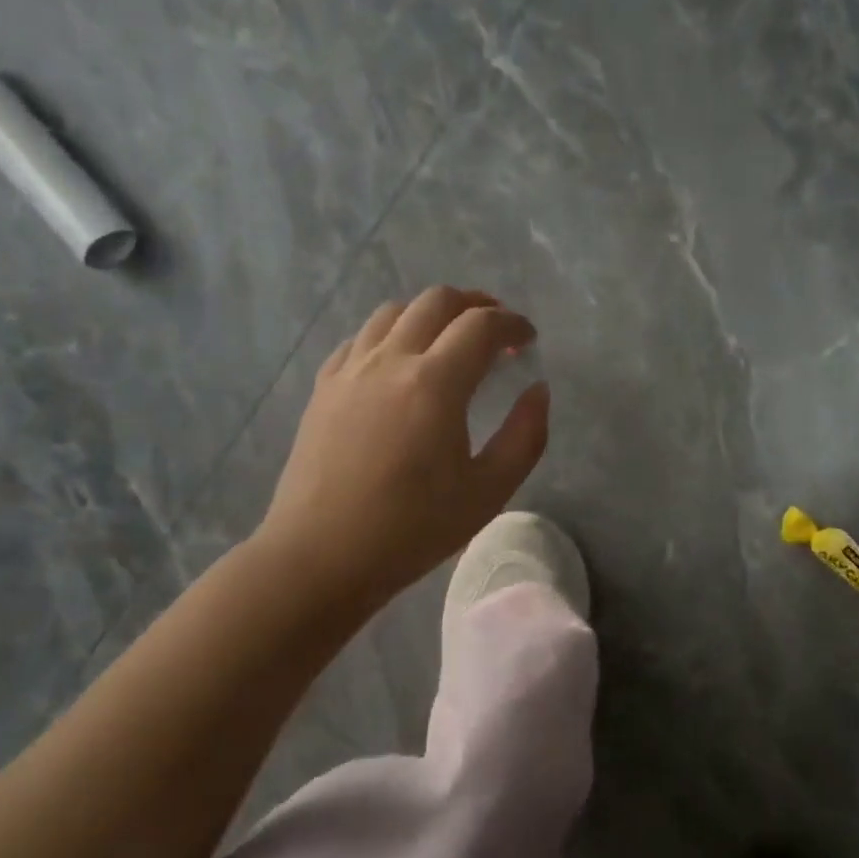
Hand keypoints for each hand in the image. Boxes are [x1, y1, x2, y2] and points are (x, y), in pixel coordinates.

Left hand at [256, 287, 549, 622]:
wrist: (321, 556)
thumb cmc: (412, 529)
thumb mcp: (489, 492)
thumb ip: (525, 435)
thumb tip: (538, 391)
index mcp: (435, 383)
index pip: (482, 325)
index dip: (513, 323)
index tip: (528, 339)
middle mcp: (390, 360)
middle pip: (437, 300)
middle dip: (475, 304)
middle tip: (496, 329)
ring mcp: (351, 370)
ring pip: (394, 311)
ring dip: (431, 313)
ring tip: (449, 339)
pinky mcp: (324, 386)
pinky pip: (361, 338)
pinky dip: (391, 334)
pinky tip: (399, 362)